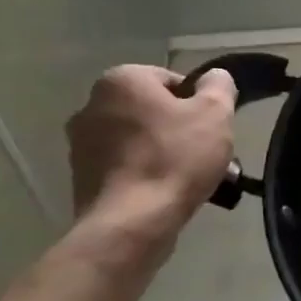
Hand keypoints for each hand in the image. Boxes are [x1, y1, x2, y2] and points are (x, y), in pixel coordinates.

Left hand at [66, 65, 236, 239]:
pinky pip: (126, 165)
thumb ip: (219, 85)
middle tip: (208, 153)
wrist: (132, 223)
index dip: (199, 102)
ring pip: (141, 139)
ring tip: (195, 178)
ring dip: (167, 151)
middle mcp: (91, 105)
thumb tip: (213, 77)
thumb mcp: (215, 113)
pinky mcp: (81, 177)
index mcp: (121, 81)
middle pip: (154, 110)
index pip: (172, 80)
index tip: (212, 127)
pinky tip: (169, 191)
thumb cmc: (176, 157)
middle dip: (182, 128)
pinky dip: (147, 172)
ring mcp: (81, 143)